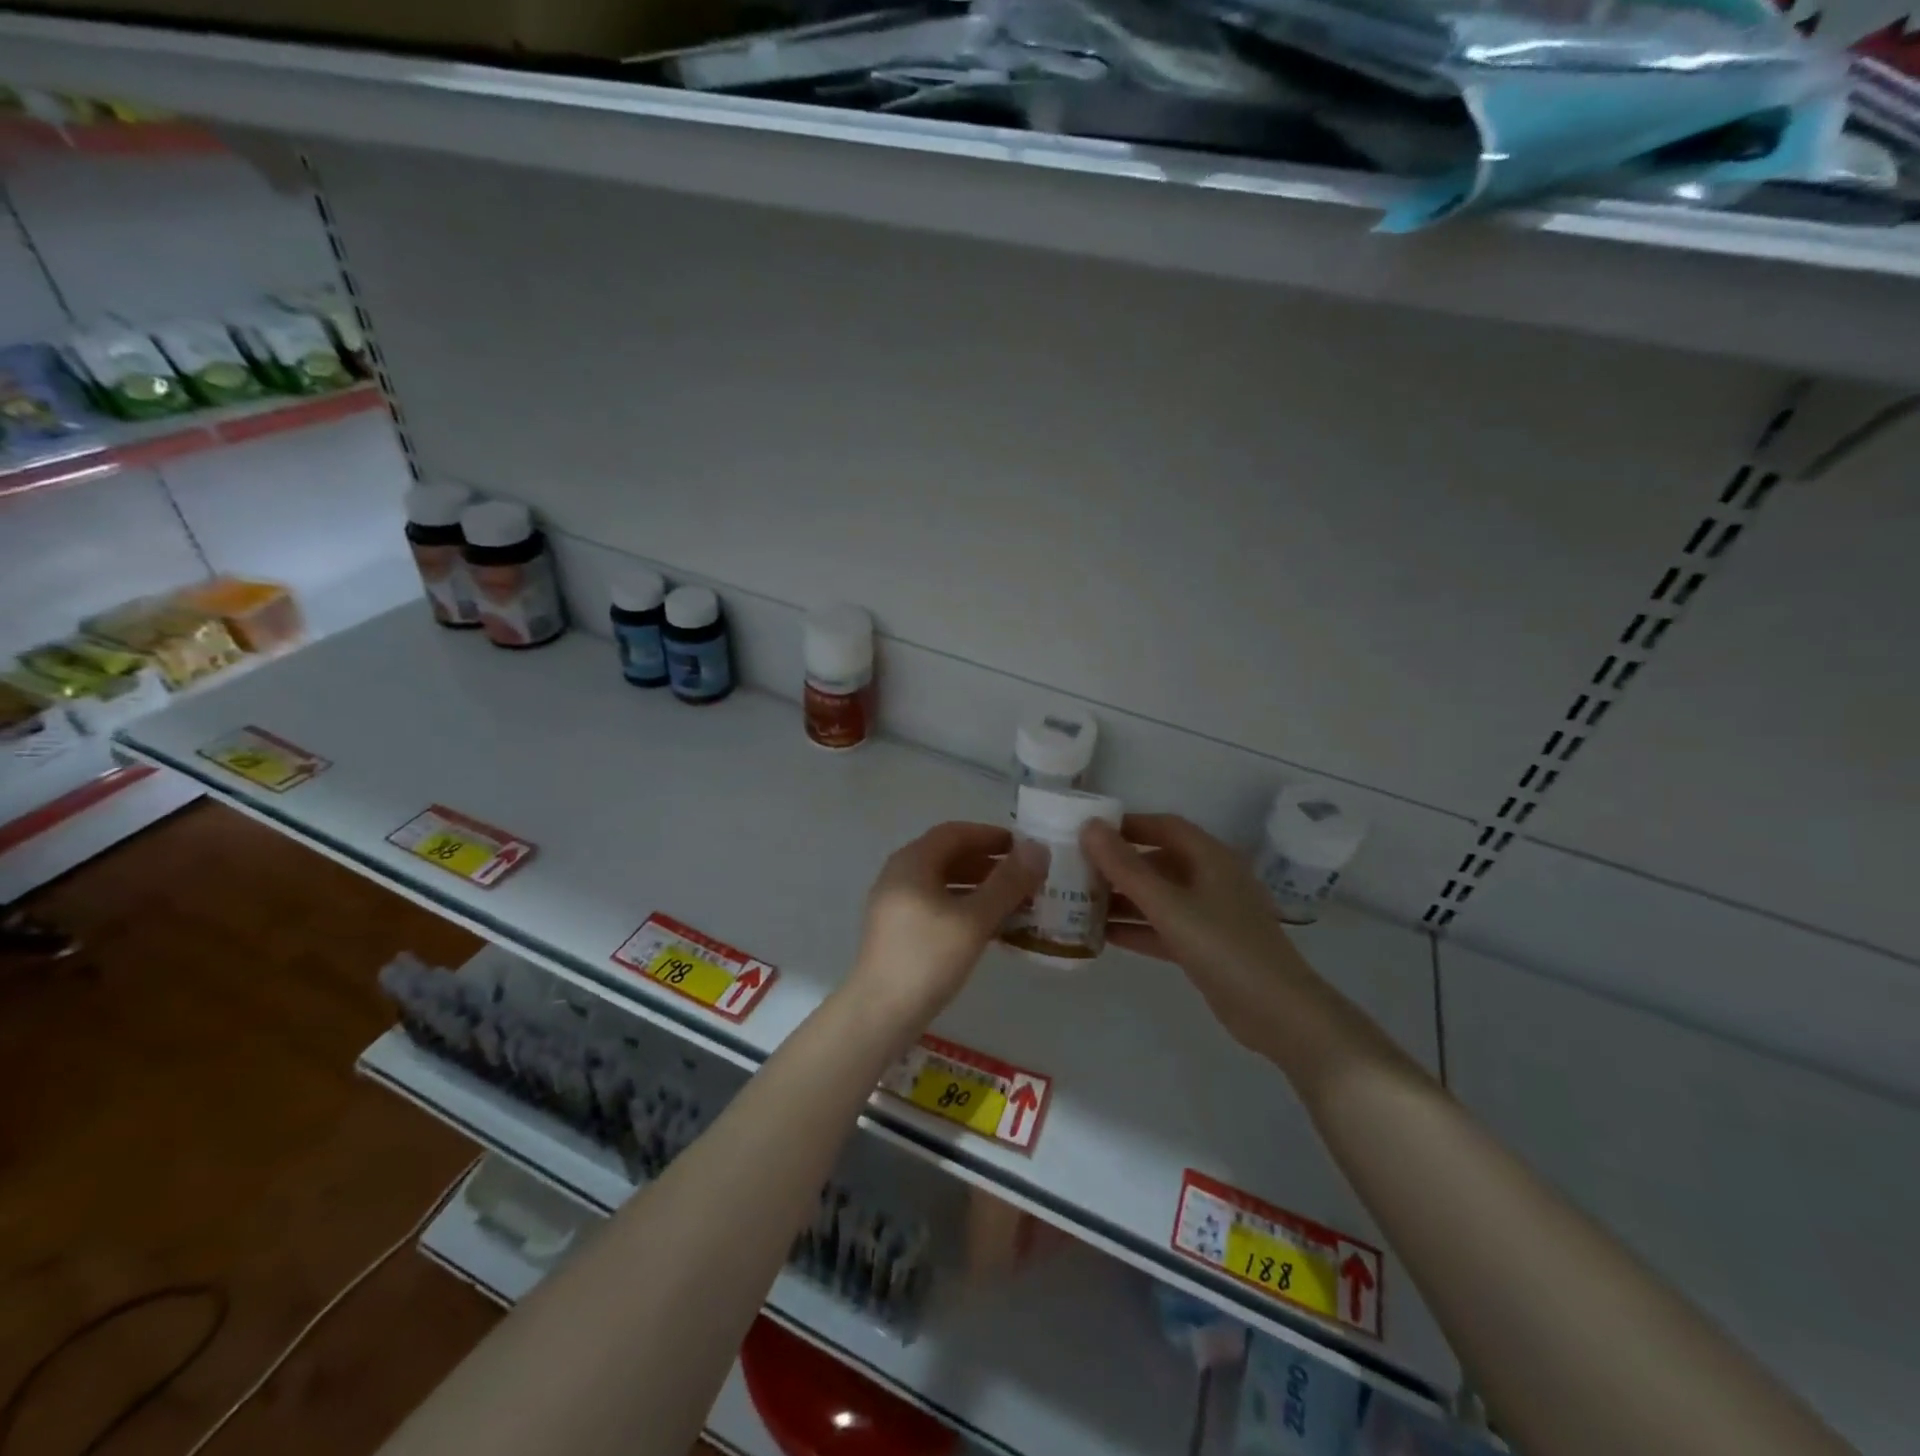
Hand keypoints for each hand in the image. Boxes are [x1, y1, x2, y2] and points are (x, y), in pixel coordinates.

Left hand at [844, 821, 1047, 1035]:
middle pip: (949, 855)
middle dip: (988, 863)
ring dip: (979, 887)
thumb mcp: (974, 919)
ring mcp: (895, 903)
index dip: (991, 836)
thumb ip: (1007, 882)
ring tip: (1015, 902)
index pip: (956, 832)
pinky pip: (936, 904)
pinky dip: (964, 906)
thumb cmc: (928, 958)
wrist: (880, 1013)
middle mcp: (899, 874)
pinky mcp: (897, 929)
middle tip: (1025, 877)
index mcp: (912, 861)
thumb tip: (1038, 848)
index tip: (1024, 848)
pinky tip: (989, 927)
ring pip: (943, 882)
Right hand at [1082, 814, 1315, 1055]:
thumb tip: (1090, 827)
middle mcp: (1211, 879)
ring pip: (1159, 897)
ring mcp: (1210, 915)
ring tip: (1080, 904)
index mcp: (1210, 858)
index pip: (1164, 827)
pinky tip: (1103, 936)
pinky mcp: (1206, 947)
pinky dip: (1137, 928)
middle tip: (1075, 871)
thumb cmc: (1225, 948)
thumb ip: (1127, 868)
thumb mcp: (1170, 906)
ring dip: (1123, 899)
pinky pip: (1164, 927)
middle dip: (1118, 866)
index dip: (1127, 825)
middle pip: (1158, 862)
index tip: (1088, 832)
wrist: (1279, 1014)